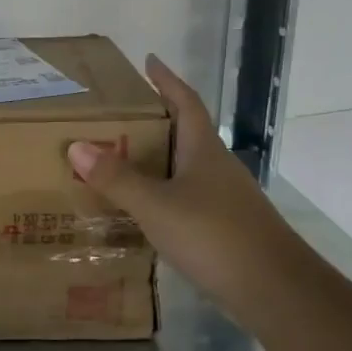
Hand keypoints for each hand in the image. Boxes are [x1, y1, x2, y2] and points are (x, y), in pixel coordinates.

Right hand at [66, 55, 288, 316]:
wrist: (275, 290)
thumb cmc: (214, 235)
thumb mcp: (156, 205)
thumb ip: (117, 178)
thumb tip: (76, 146)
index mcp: (203, 150)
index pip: (185, 102)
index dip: (167, 80)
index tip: (149, 61)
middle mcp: (216, 167)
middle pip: (185, 132)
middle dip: (154, 120)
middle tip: (116, 115)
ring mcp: (224, 198)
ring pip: (185, 167)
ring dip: (156, 159)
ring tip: (119, 160)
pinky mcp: (225, 227)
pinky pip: (186, 197)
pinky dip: (163, 193)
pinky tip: (144, 209)